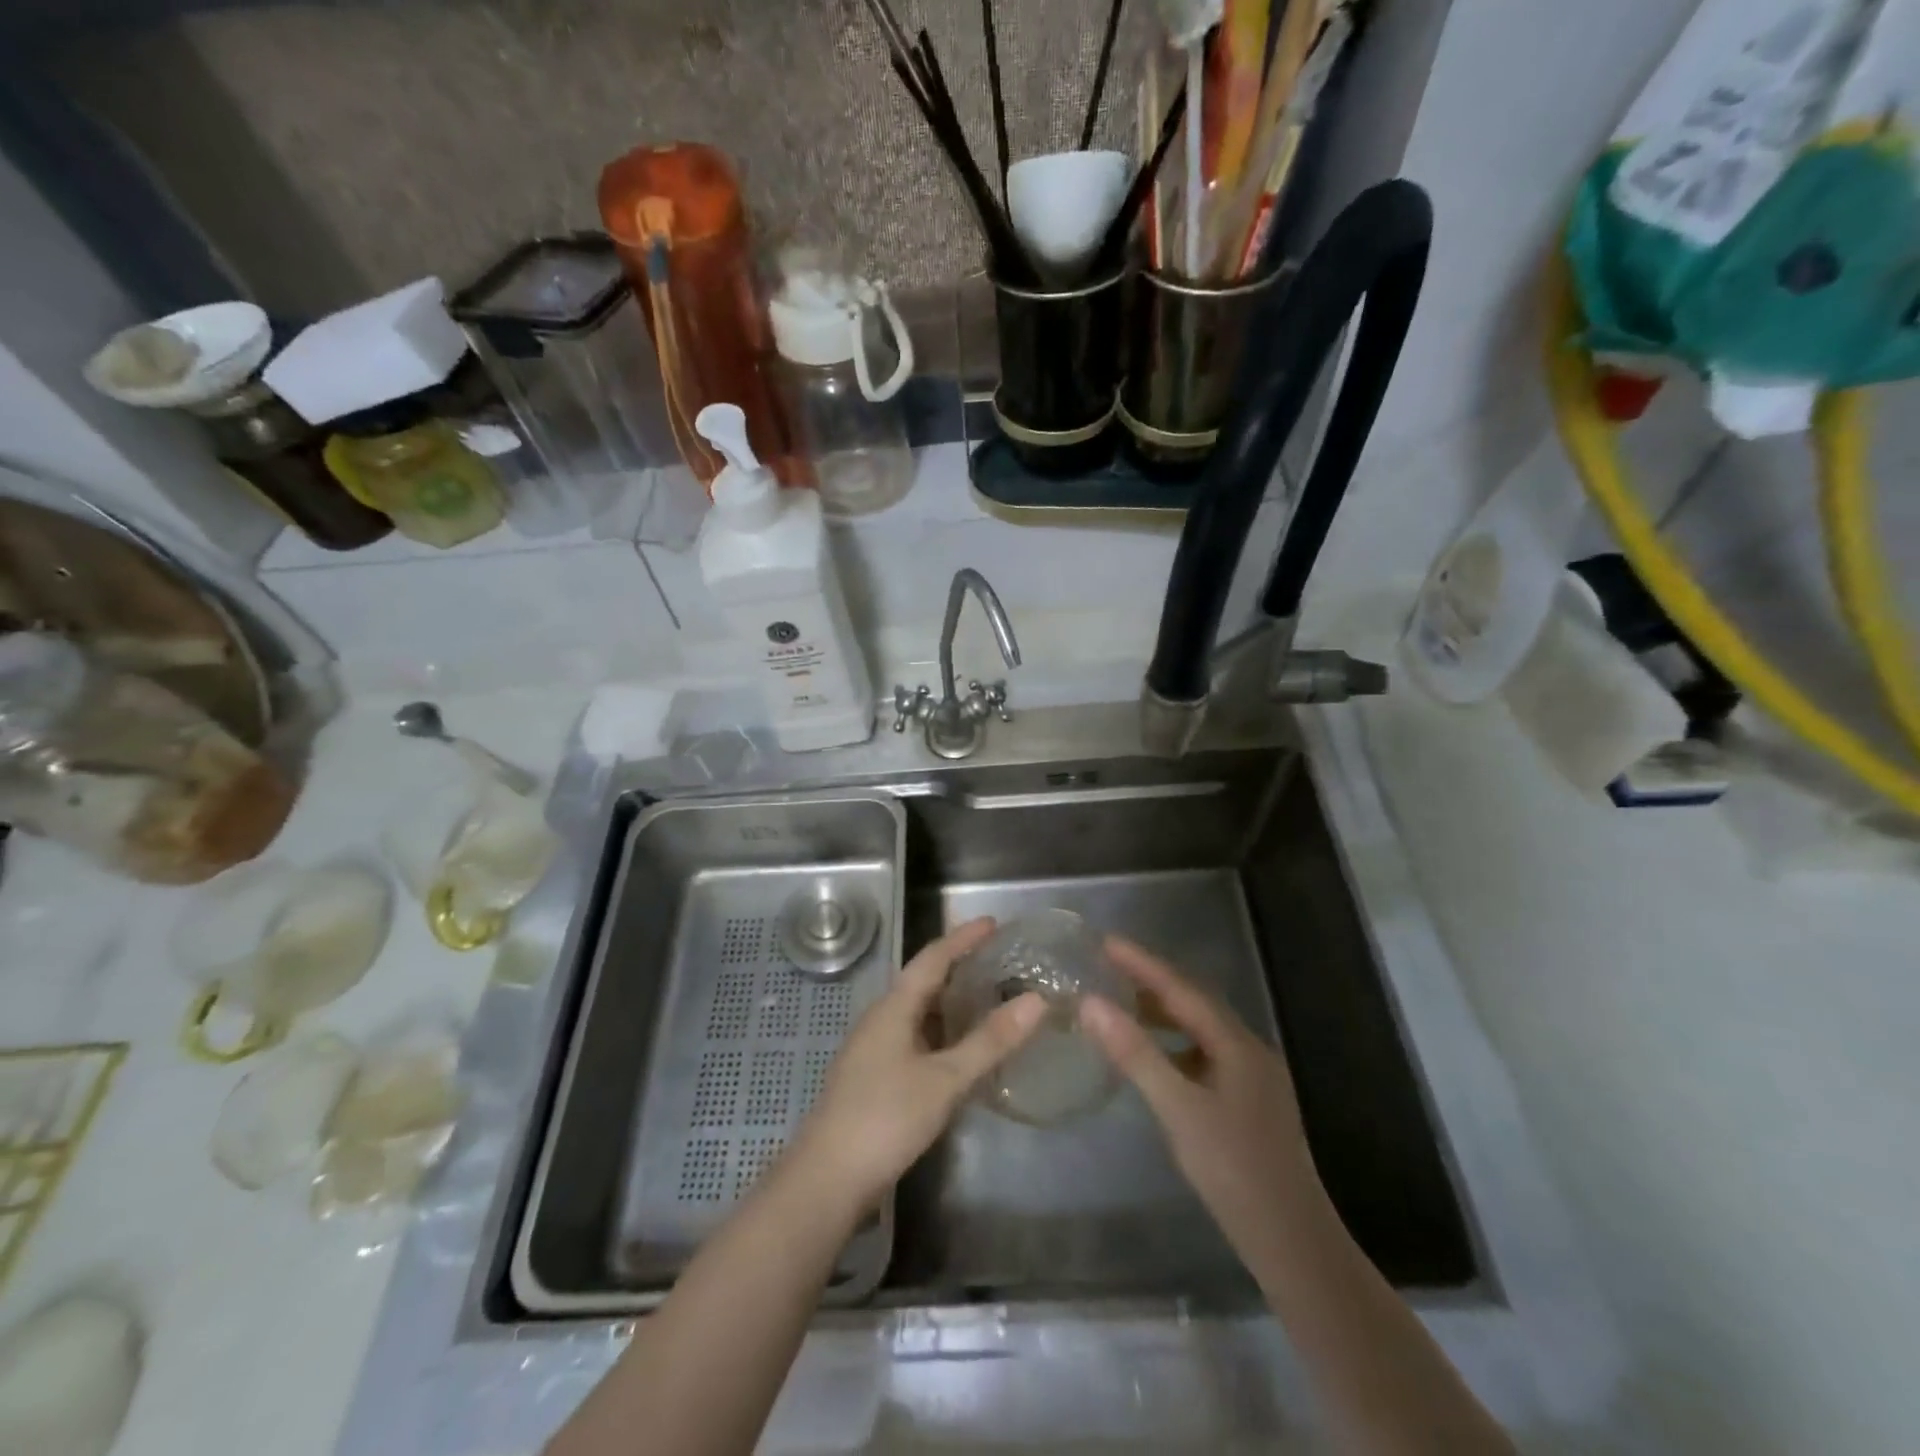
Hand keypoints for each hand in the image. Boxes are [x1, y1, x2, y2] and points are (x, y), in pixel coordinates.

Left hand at [788, 917, 1044, 1214]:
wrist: (826, 1179)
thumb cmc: (885, 1118)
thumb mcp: (945, 1080)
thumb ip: (990, 1041)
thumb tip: (1036, 1001)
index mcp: (894, 1008)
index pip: (932, 958)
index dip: (963, 938)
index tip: (993, 922)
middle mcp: (881, 1019)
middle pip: (923, 981)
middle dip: (959, 967)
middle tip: (999, 962)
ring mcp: (875, 1049)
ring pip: (919, 1013)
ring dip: (951, 1003)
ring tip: (988, 1000)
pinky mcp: (875, 1077)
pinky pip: (916, 1039)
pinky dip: (943, 1034)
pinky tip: (962, 1051)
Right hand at [1079, 935, 1321, 1258]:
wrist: (1291, 1242)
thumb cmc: (1233, 1170)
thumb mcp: (1177, 1108)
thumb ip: (1135, 1053)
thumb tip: (1091, 1003)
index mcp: (1236, 1043)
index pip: (1181, 988)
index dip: (1142, 963)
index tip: (1106, 941)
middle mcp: (1248, 1049)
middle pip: (1194, 1001)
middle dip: (1152, 980)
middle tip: (1109, 966)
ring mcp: (1251, 1076)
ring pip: (1200, 1028)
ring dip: (1163, 1012)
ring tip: (1123, 1004)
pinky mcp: (1247, 1101)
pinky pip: (1203, 1053)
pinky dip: (1173, 1043)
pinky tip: (1154, 1057)